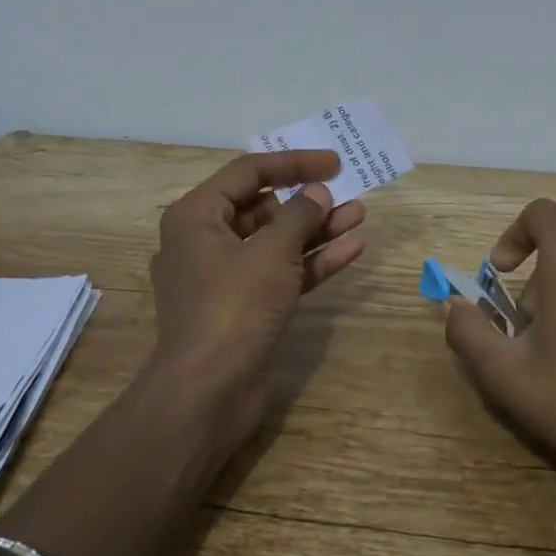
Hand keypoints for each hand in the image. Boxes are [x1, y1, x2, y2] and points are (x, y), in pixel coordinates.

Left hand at [146, 150, 366, 453]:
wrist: (209, 393)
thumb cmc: (233, 307)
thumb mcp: (271, 252)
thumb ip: (299, 215)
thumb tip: (317, 193)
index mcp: (196, 216)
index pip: (248, 172)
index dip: (293, 163)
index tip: (334, 162)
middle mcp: (206, 241)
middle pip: (263, 207)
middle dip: (307, 199)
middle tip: (346, 189)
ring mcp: (227, 277)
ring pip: (277, 241)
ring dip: (317, 228)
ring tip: (359, 213)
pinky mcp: (246, 307)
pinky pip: (283, 272)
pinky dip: (313, 260)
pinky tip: (352, 248)